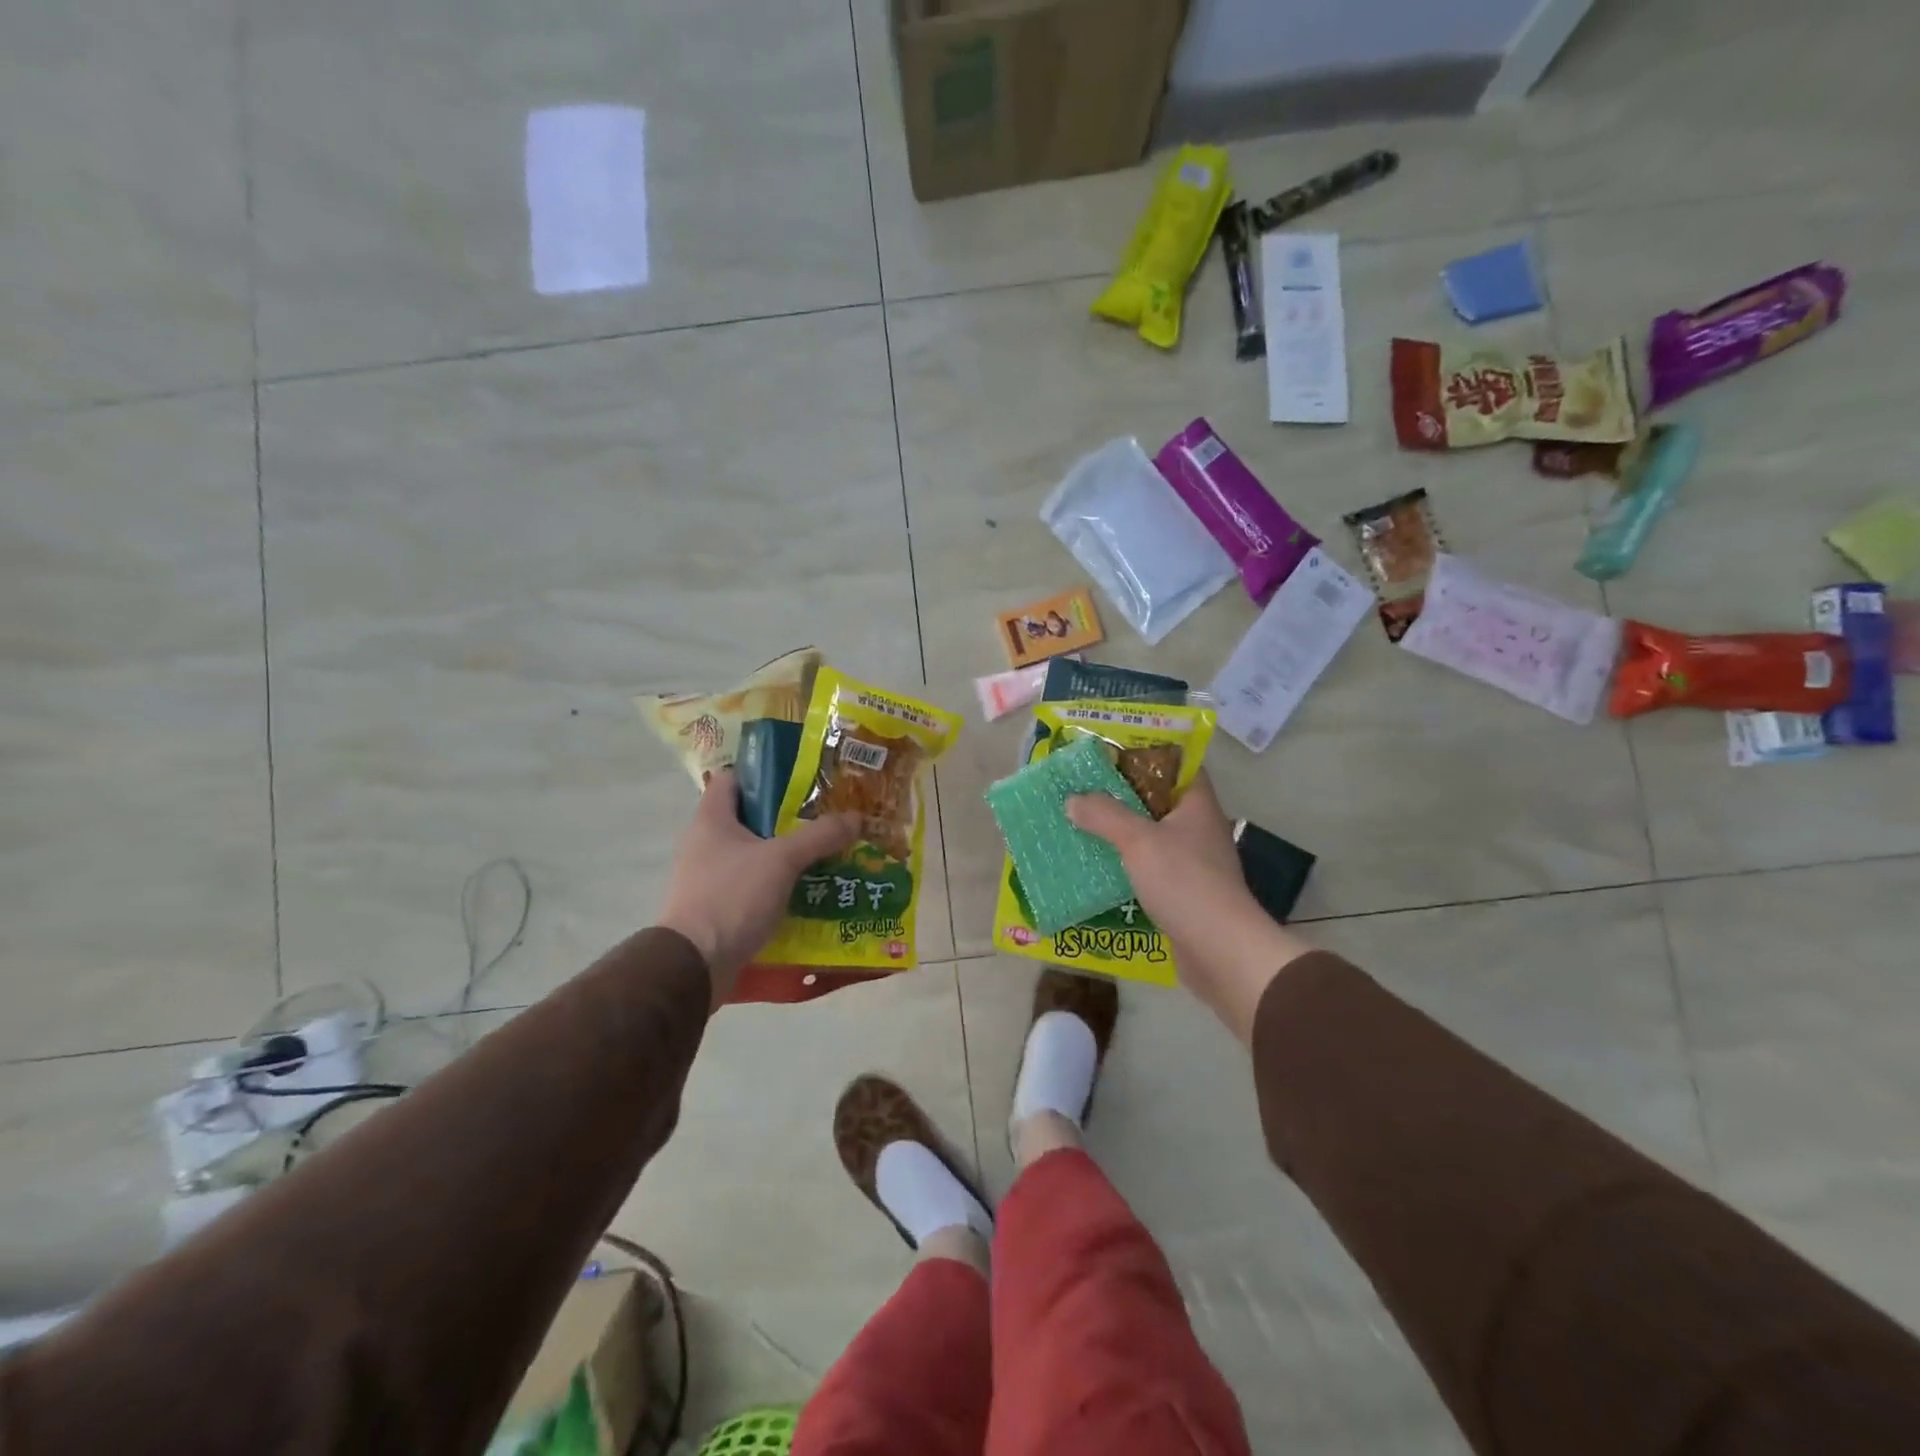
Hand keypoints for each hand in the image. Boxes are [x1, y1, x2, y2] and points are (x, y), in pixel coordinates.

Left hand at [658, 770, 860, 1003]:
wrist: (695, 967)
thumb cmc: (732, 898)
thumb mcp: (782, 860)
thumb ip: (819, 836)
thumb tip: (857, 817)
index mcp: (712, 819)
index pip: (734, 778)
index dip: (765, 773)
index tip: (802, 777)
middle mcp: (705, 843)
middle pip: (750, 817)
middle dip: (788, 817)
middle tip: (826, 816)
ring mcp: (709, 877)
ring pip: (755, 854)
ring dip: (786, 854)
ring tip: (826, 853)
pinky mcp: (718, 907)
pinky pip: (754, 886)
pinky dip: (779, 885)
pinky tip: (809, 890)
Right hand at [1067, 773, 1312, 1041]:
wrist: (1221, 951)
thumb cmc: (1185, 883)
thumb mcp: (1138, 841)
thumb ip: (1104, 815)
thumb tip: (1073, 800)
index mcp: (1196, 804)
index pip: (1175, 764)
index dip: (1144, 754)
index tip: (1108, 754)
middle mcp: (1197, 827)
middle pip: (1156, 799)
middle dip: (1120, 794)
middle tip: (1082, 788)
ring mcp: (1191, 861)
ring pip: (1149, 835)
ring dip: (1118, 831)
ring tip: (1080, 823)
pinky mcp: (1181, 891)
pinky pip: (1147, 866)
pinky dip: (1123, 863)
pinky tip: (1095, 864)